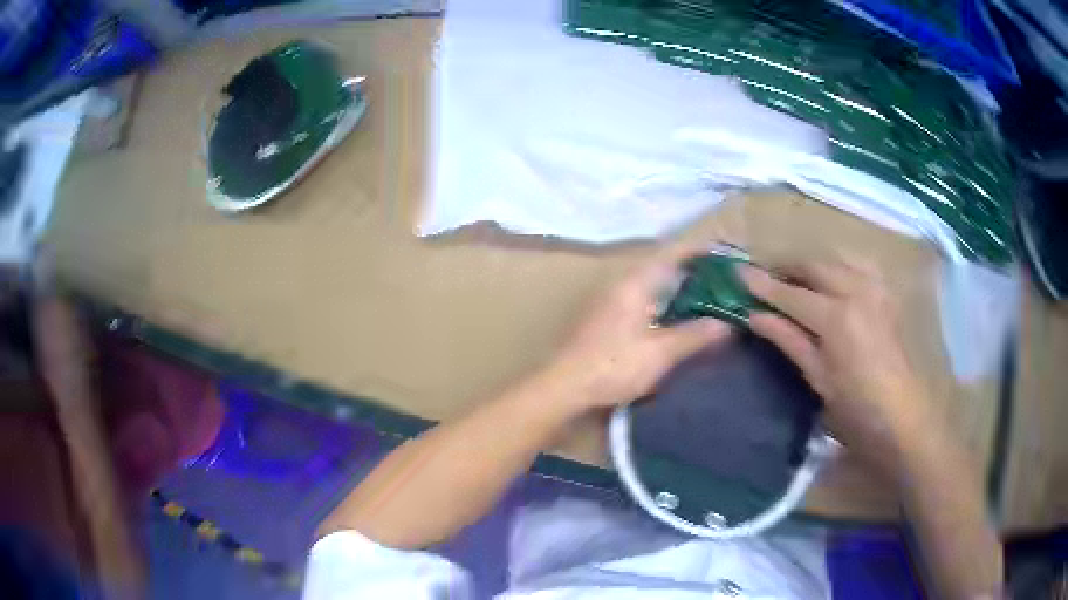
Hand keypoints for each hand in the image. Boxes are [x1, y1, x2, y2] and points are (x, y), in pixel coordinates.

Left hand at [547, 247, 731, 410]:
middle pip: (663, 267)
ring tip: (706, 301)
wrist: (564, 387)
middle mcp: (622, 285)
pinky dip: (664, 305)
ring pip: (652, 286)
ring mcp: (611, 302)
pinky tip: (675, 322)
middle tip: (722, 283)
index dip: (699, 250)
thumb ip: (694, 335)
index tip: (725, 254)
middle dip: (693, 272)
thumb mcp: (661, 353)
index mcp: (635, 283)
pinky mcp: (606, 320)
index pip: (672, 253)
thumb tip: (726, 323)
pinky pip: (643, 302)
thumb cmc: (614, 366)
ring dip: (678, 289)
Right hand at [741, 259, 931, 474]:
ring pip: (836, 259)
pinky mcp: (886, 292)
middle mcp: (856, 291)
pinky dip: (838, 266)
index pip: (791, 293)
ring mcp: (875, 288)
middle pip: (814, 265)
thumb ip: (788, 339)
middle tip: (766, 279)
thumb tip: (754, 316)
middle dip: (787, 268)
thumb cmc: (855, 407)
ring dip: (812, 265)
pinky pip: (857, 265)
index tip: (739, 274)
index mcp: (836, 317)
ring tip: (795, 280)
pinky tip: (832, 281)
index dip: (764, 285)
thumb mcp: (818, 377)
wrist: (901, 414)